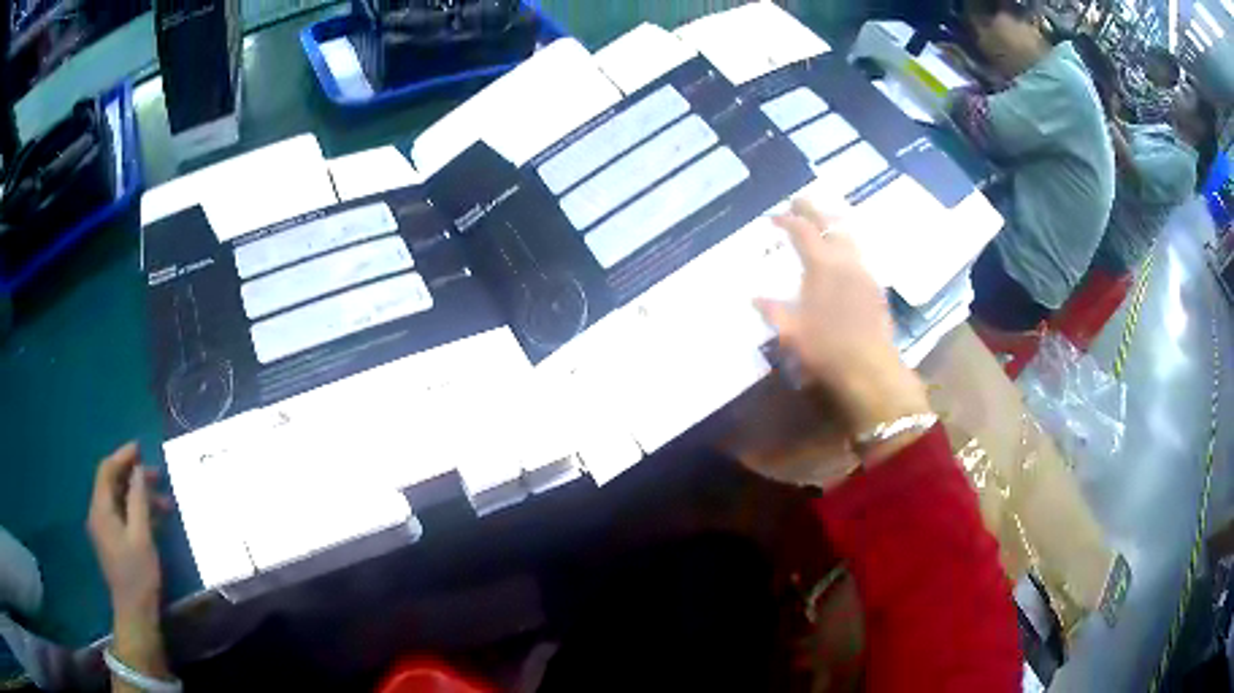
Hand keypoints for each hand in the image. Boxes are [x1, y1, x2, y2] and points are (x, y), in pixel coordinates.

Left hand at [87, 444, 173, 691]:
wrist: (135, 613)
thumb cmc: (138, 574)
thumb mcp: (141, 536)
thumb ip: (138, 501)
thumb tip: (138, 471)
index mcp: (101, 509)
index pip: (107, 470)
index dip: (122, 456)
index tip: (141, 449)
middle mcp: (98, 513)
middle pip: (112, 484)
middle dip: (133, 477)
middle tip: (157, 476)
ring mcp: (104, 529)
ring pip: (118, 500)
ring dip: (137, 496)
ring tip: (163, 502)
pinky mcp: (111, 541)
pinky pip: (121, 515)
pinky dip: (135, 511)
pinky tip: (153, 519)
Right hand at [757, 200, 929, 459]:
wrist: (870, 370)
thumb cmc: (826, 350)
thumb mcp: (791, 333)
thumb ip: (774, 311)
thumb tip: (755, 297)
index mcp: (821, 266)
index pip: (803, 231)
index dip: (787, 220)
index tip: (774, 217)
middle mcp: (845, 262)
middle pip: (830, 224)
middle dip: (813, 210)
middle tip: (800, 201)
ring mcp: (864, 273)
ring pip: (850, 237)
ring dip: (834, 224)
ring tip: (825, 221)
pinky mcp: (876, 289)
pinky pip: (860, 256)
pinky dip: (848, 247)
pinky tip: (845, 257)